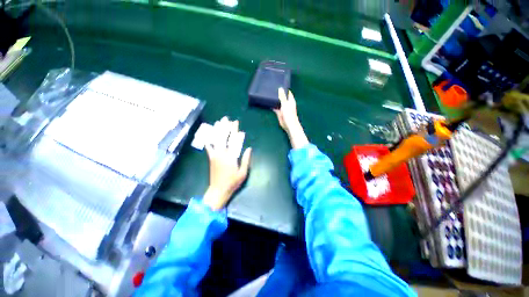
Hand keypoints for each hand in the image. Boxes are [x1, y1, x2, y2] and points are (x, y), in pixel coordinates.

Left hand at [203, 117, 251, 210]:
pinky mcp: (211, 158)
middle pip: (224, 137)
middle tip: (227, 119)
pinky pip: (209, 147)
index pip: (234, 141)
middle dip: (226, 127)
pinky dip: (208, 140)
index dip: (236, 132)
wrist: (218, 190)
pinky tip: (208, 134)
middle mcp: (222, 154)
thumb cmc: (233, 182)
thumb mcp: (243, 173)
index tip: (237, 124)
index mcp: (231, 157)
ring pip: (216, 140)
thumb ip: (246, 160)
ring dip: (217, 130)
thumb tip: (249, 148)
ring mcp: (215, 155)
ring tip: (219, 122)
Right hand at [274, 88, 308, 148]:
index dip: (283, 89)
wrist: (288, 125)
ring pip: (278, 102)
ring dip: (274, 100)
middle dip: (278, 94)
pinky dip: (272, 105)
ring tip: (268, 94)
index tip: (278, 84)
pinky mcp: (279, 112)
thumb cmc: (289, 114)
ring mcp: (283, 108)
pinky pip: (275, 107)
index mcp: (290, 100)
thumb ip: (282, 96)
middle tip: (271, 88)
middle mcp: (287, 103)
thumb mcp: (285, 104)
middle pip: (282, 97)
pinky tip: (268, 102)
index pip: (287, 92)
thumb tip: (280, 88)